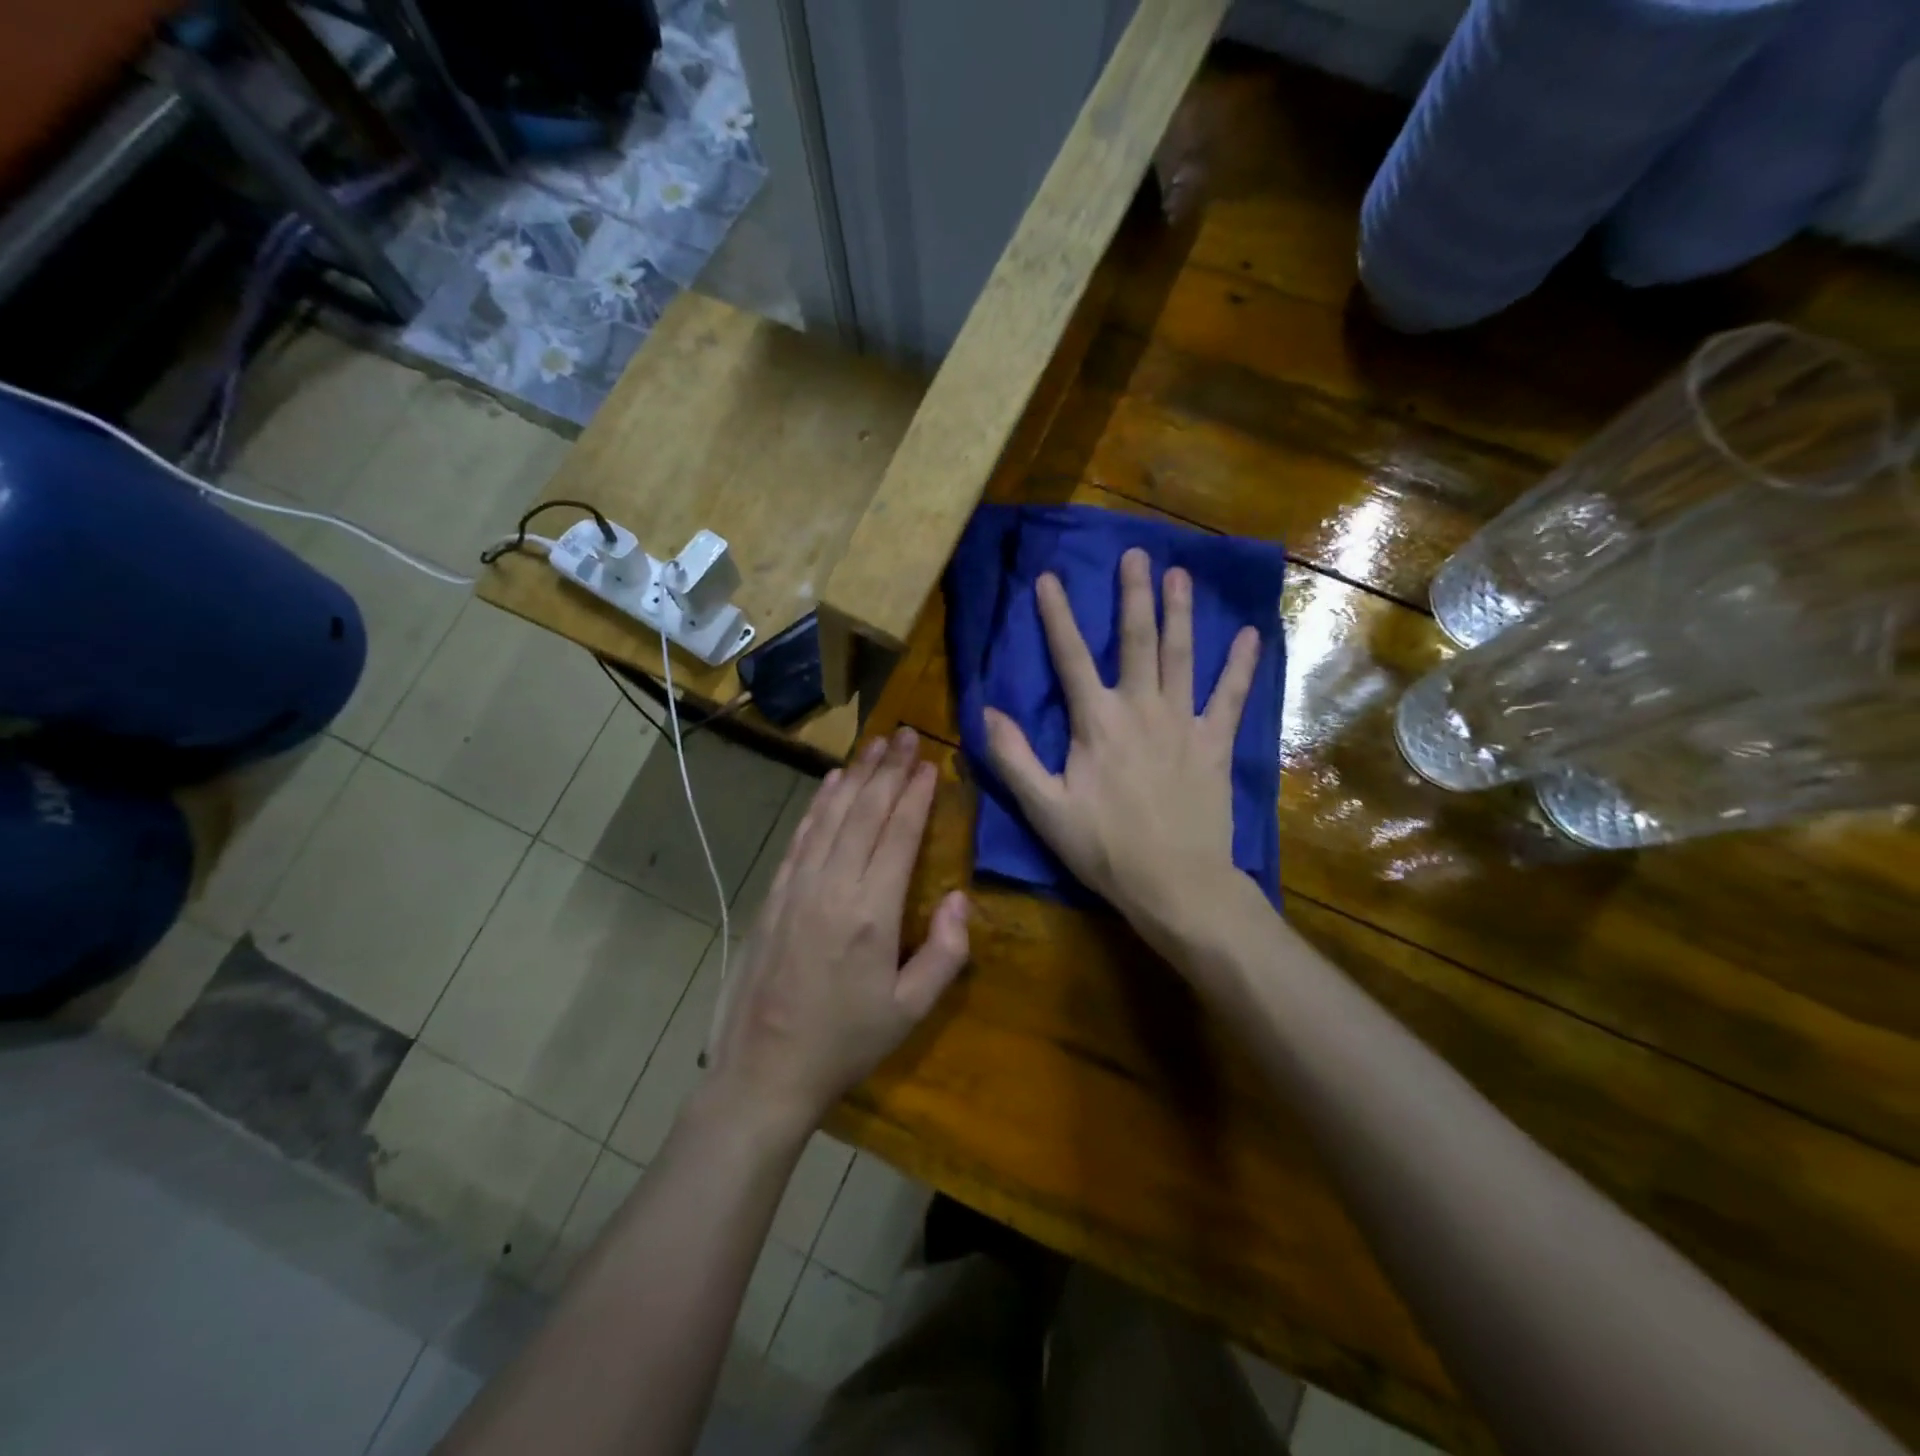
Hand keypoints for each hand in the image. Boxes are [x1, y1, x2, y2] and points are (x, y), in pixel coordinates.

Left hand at [704, 728, 969, 1142]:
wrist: (764, 1071)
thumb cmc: (845, 1044)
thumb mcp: (910, 1010)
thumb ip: (945, 952)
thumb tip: (959, 897)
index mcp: (871, 912)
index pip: (899, 834)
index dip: (916, 794)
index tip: (930, 762)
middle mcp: (833, 886)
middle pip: (865, 812)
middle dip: (888, 770)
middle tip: (906, 734)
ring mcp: (797, 886)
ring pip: (831, 815)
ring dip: (855, 775)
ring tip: (874, 744)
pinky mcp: (774, 895)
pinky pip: (801, 836)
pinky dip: (818, 804)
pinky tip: (830, 783)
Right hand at [983, 548, 1260, 949]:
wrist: (1176, 883)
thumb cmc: (1105, 849)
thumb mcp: (1045, 809)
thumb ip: (1013, 758)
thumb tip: (985, 711)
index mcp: (1096, 722)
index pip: (1070, 658)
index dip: (1056, 616)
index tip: (1048, 578)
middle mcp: (1141, 709)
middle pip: (1136, 641)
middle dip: (1133, 595)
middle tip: (1136, 553)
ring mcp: (1183, 723)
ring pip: (1182, 656)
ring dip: (1181, 613)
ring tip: (1181, 574)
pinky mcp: (1215, 743)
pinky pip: (1230, 697)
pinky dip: (1241, 667)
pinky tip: (1250, 635)